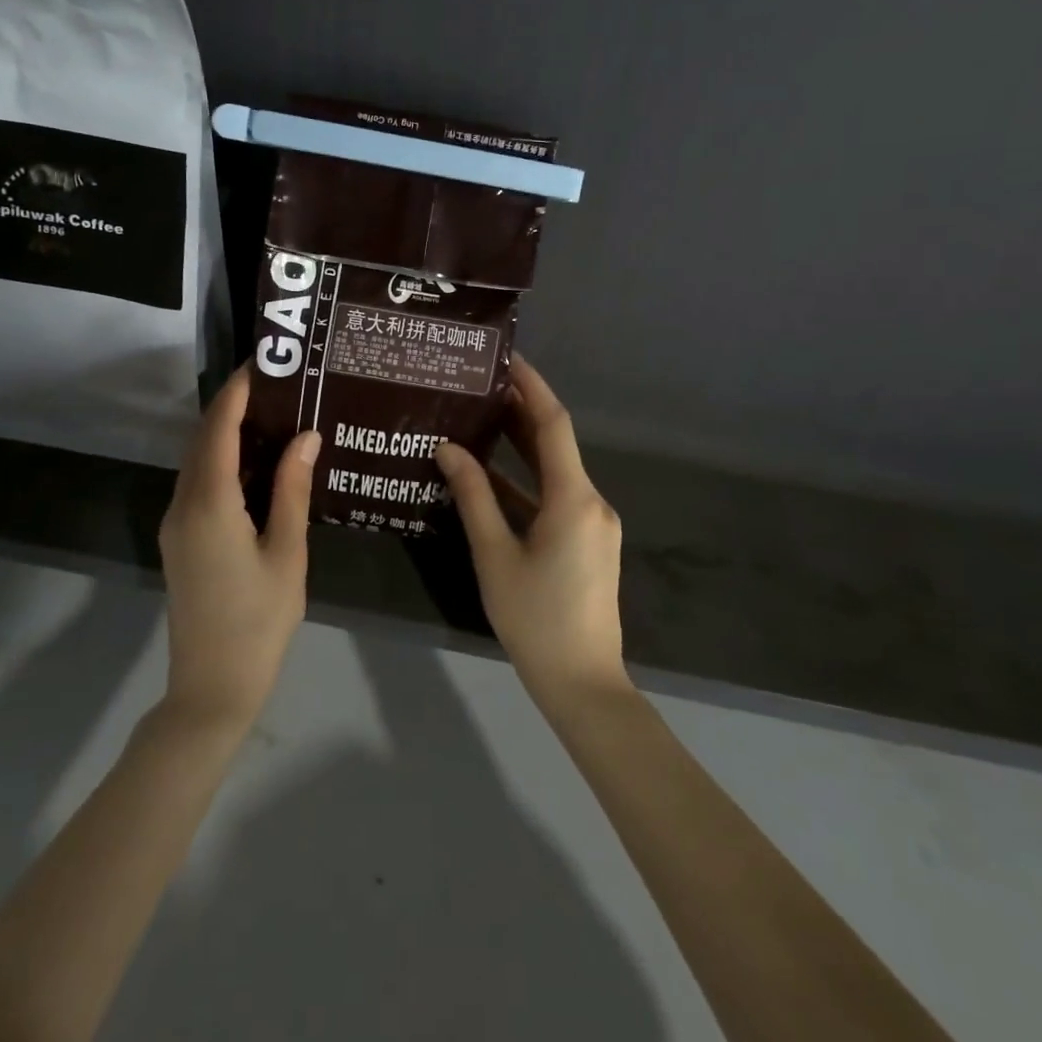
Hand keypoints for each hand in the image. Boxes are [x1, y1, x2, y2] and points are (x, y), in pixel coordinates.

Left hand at [157, 366, 320, 727]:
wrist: (212, 686)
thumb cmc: (259, 620)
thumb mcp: (287, 552)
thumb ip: (293, 489)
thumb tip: (305, 436)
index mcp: (210, 502)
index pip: (219, 428)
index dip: (238, 391)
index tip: (263, 363)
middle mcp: (184, 504)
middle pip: (203, 438)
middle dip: (232, 405)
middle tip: (275, 383)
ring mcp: (176, 523)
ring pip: (197, 460)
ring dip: (224, 431)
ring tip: (269, 413)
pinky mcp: (179, 540)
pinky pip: (197, 483)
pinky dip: (220, 459)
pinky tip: (254, 461)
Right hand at [434, 355, 628, 706]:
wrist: (582, 682)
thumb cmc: (535, 618)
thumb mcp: (495, 555)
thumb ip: (473, 497)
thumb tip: (449, 448)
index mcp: (574, 498)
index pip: (554, 424)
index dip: (532, 387)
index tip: (506, 359)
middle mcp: (591, 501)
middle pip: (555, 444)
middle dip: (521, 412)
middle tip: (481, 385)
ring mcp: (592, 523)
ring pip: (554, 471)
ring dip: (521, 447)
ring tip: (480, 419)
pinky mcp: (587, 542)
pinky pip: (555, 497)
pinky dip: (526, 483)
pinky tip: (491, 476)